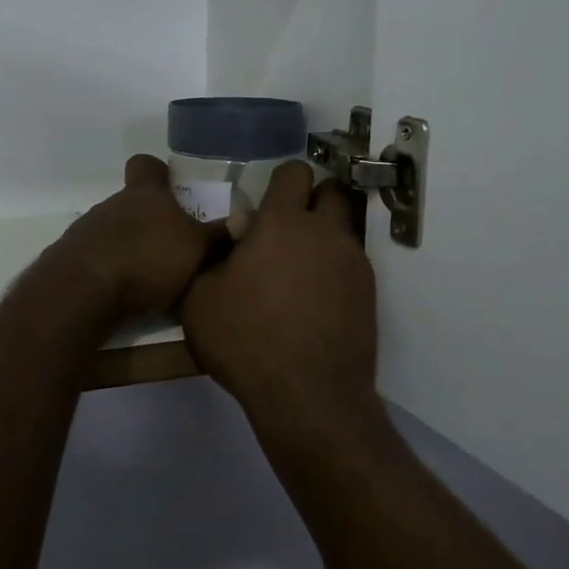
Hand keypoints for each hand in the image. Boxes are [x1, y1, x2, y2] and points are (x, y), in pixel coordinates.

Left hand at [50, 155, 226, 318]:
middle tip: (174, 244)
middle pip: (133, 202)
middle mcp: (113, 203)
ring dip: (130, 245)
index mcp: (145, 194)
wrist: (84, 290)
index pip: (147, 165)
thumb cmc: (147, 258)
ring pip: (115, 229)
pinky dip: (111, 267)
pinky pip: (98, 255)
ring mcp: (88, 229)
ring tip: (151, 274)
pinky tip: (125, 291)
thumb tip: (245, 219)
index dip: (158, 172)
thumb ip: (218, 235)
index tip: (171, 185)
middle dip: (151, 220)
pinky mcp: (72, 257)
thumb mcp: (195, 249)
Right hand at [181, 160, 378, 436]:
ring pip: (344, 228)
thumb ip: (210, 259)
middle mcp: (325, 232)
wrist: (308, 395)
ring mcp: (353, 262)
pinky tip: (314, 301)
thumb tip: (228, 242)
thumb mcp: (199, 300)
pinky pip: (351, 264)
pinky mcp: (369, 293)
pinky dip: (334, 270)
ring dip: (324, 237)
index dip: (280, 181)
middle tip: (288, 227)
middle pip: (333, 190)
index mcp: (282, 223)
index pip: (294, 172)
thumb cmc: (246, 340)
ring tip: (298, 270)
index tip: (265, 202)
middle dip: (314, 197)